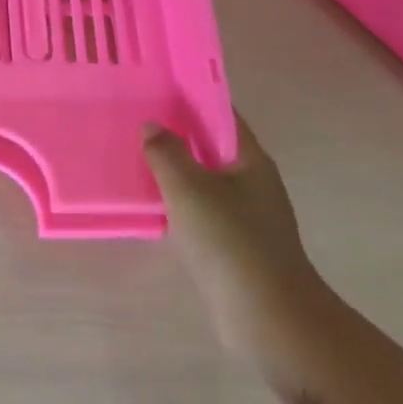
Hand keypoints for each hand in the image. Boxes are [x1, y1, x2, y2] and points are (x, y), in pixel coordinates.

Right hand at [144, 111, 329, 361]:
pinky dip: (178, 201)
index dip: (191, 98)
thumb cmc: (230, 240)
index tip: (157, 88)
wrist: (267, 315)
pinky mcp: (235, 244)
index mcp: (250, 159)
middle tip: (136, 120)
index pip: (221, 115)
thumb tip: (152, 126)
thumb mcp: (189, 188)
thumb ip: (167, 152)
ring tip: (135, 157)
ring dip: (175, 169)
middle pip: (212, 146)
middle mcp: (253, 181)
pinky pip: (201, 209)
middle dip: (178, 133)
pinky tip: (152, 203)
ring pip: (205, 179)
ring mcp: (247, 214)